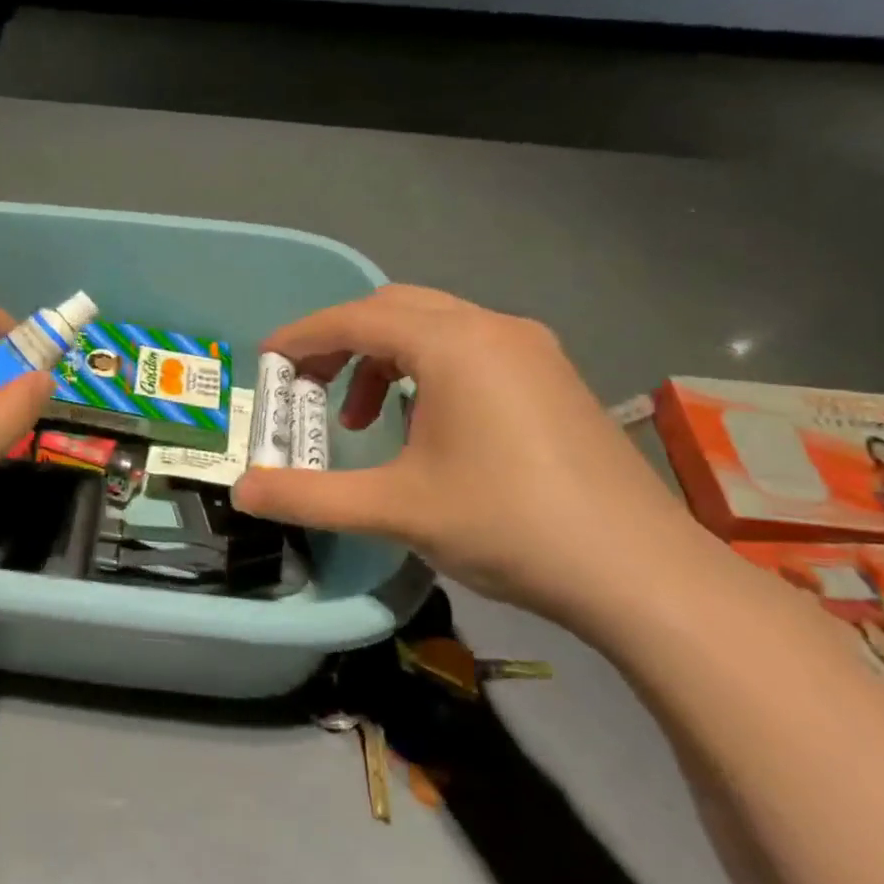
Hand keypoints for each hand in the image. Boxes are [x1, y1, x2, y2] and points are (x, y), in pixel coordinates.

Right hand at [231, 285, 708, 626]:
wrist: (641, 574)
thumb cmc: (508, 525)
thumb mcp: (394, 510)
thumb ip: (309, 496)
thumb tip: (242, 492)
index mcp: (453, 344)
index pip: (354, 318)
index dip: (301, 337)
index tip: (266, 363)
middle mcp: (493, 329)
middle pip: (392, 309)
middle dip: (340, 343)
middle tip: (307, 389)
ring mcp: (531, 350)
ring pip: (434, 326)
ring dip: (383, 358)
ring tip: (363, 420)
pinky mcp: (553, 378)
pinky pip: (469, 349)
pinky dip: (426, 370)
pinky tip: (424, 426)